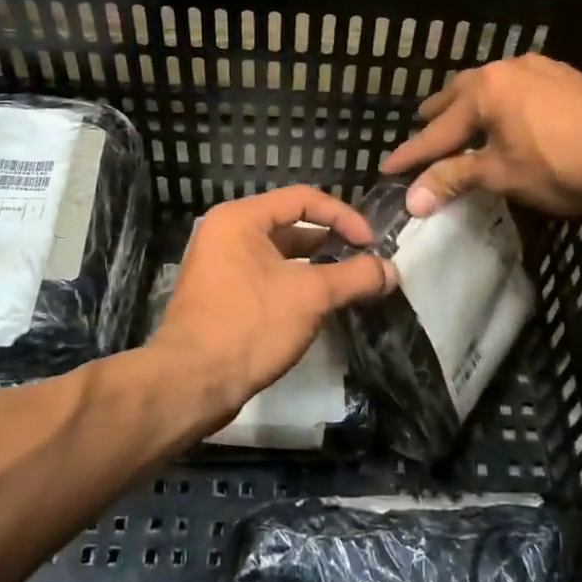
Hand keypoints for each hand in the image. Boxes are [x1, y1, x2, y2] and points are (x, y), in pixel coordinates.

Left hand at [149, 186, 396, 414]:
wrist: (191, 383)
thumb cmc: (250, 325)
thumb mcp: (310, 296)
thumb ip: (355, 277)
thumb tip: (391, 270)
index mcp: (240, 218)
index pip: (303, 199)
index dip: (343, 216)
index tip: (372, 243)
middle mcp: (226, 233)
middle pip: (290, 224)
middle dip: (331, 241)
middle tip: (366, 260)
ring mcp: (220, 265)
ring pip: (279, 254)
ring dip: (316, 266)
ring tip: (350, 283)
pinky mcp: (221, 296)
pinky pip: (266, 277)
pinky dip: (295, 284)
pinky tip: (320, 305)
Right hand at [382, 53, 581, 217]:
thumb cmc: (558, 165)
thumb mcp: (500, 174)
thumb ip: (454, 179)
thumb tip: (412, 199)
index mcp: (485, 89)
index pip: (438, 129)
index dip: (412, 153)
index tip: (388, 168)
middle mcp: (509, 69)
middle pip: (461, 94)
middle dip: (440, 115)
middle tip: (423, 129)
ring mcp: (542, 69)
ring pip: (495, 85)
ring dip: (475, 104)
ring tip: (467, 118)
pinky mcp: (570, 78)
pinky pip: (523, 87)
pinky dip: (507, 102)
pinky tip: (515, 115)